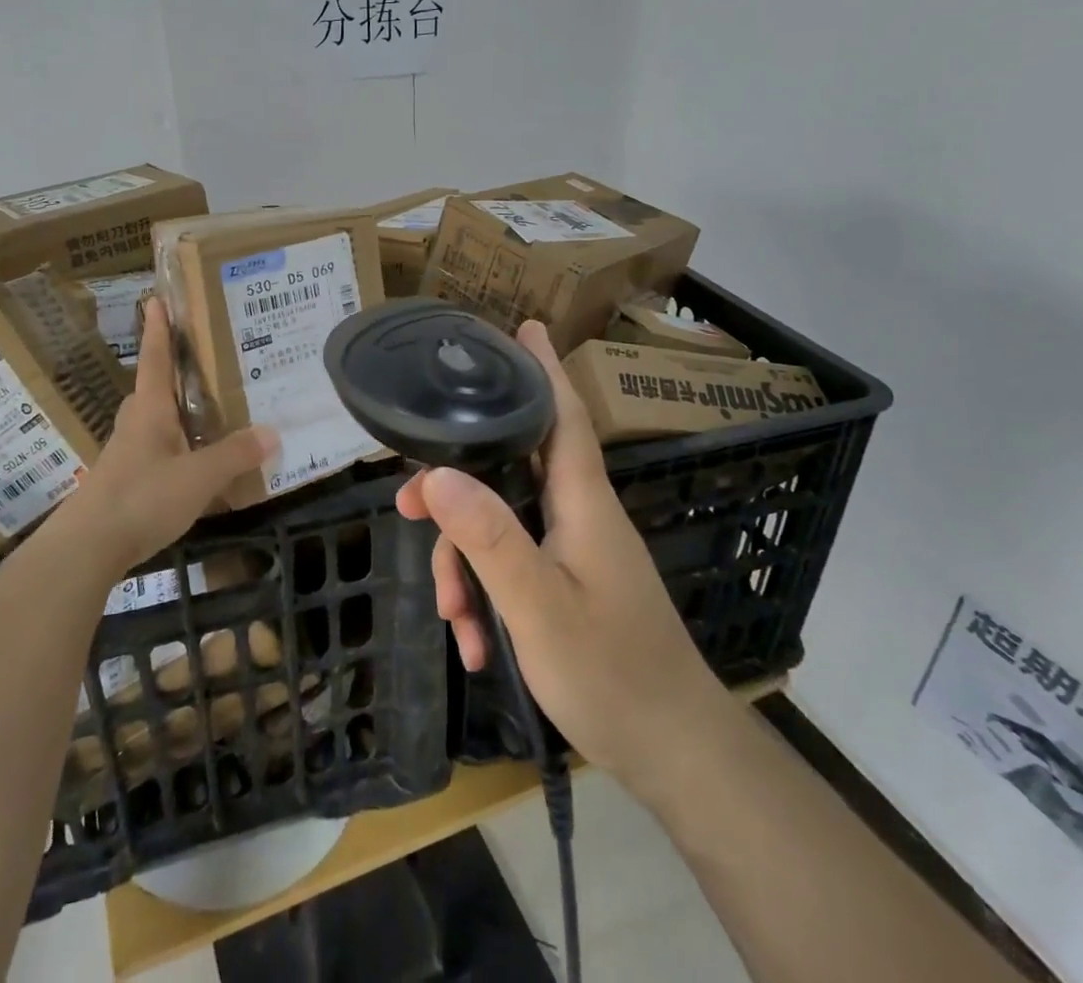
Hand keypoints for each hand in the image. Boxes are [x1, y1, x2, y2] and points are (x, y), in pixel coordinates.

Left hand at [64, 296, 277, 577]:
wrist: (87, 547)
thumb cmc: (142, 498)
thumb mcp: (198, 477)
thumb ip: (234, 455)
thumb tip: (273, 432)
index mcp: (150, 410)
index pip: (155, 359)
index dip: (158, 330)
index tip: (155, 299)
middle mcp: (136, 424)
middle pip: (153, 388)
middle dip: (172, 371)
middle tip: (202, 360)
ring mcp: (127, 454)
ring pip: (155, 421)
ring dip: (177, 411)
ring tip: (209, 409)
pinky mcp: (126, 481)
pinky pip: (157, 450)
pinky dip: (177, 445)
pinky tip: (196, 461)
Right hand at [395, 321, 714, 781]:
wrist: (675, 755)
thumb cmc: (612, 674)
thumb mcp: (538, 606)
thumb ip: (489, 538)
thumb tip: (437, 474)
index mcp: (582, 501)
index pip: (562, 415)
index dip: (542, 369)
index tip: (524, 327)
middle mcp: (579, 514)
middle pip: (510, 469)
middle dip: (456, 487)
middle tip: (408, 506)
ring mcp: (576, 550)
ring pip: (503, 525)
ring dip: (468, 563)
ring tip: (454, 618)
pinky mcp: (571, 582)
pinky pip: (515, 565)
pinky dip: (489, 595)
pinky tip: (477, 644)